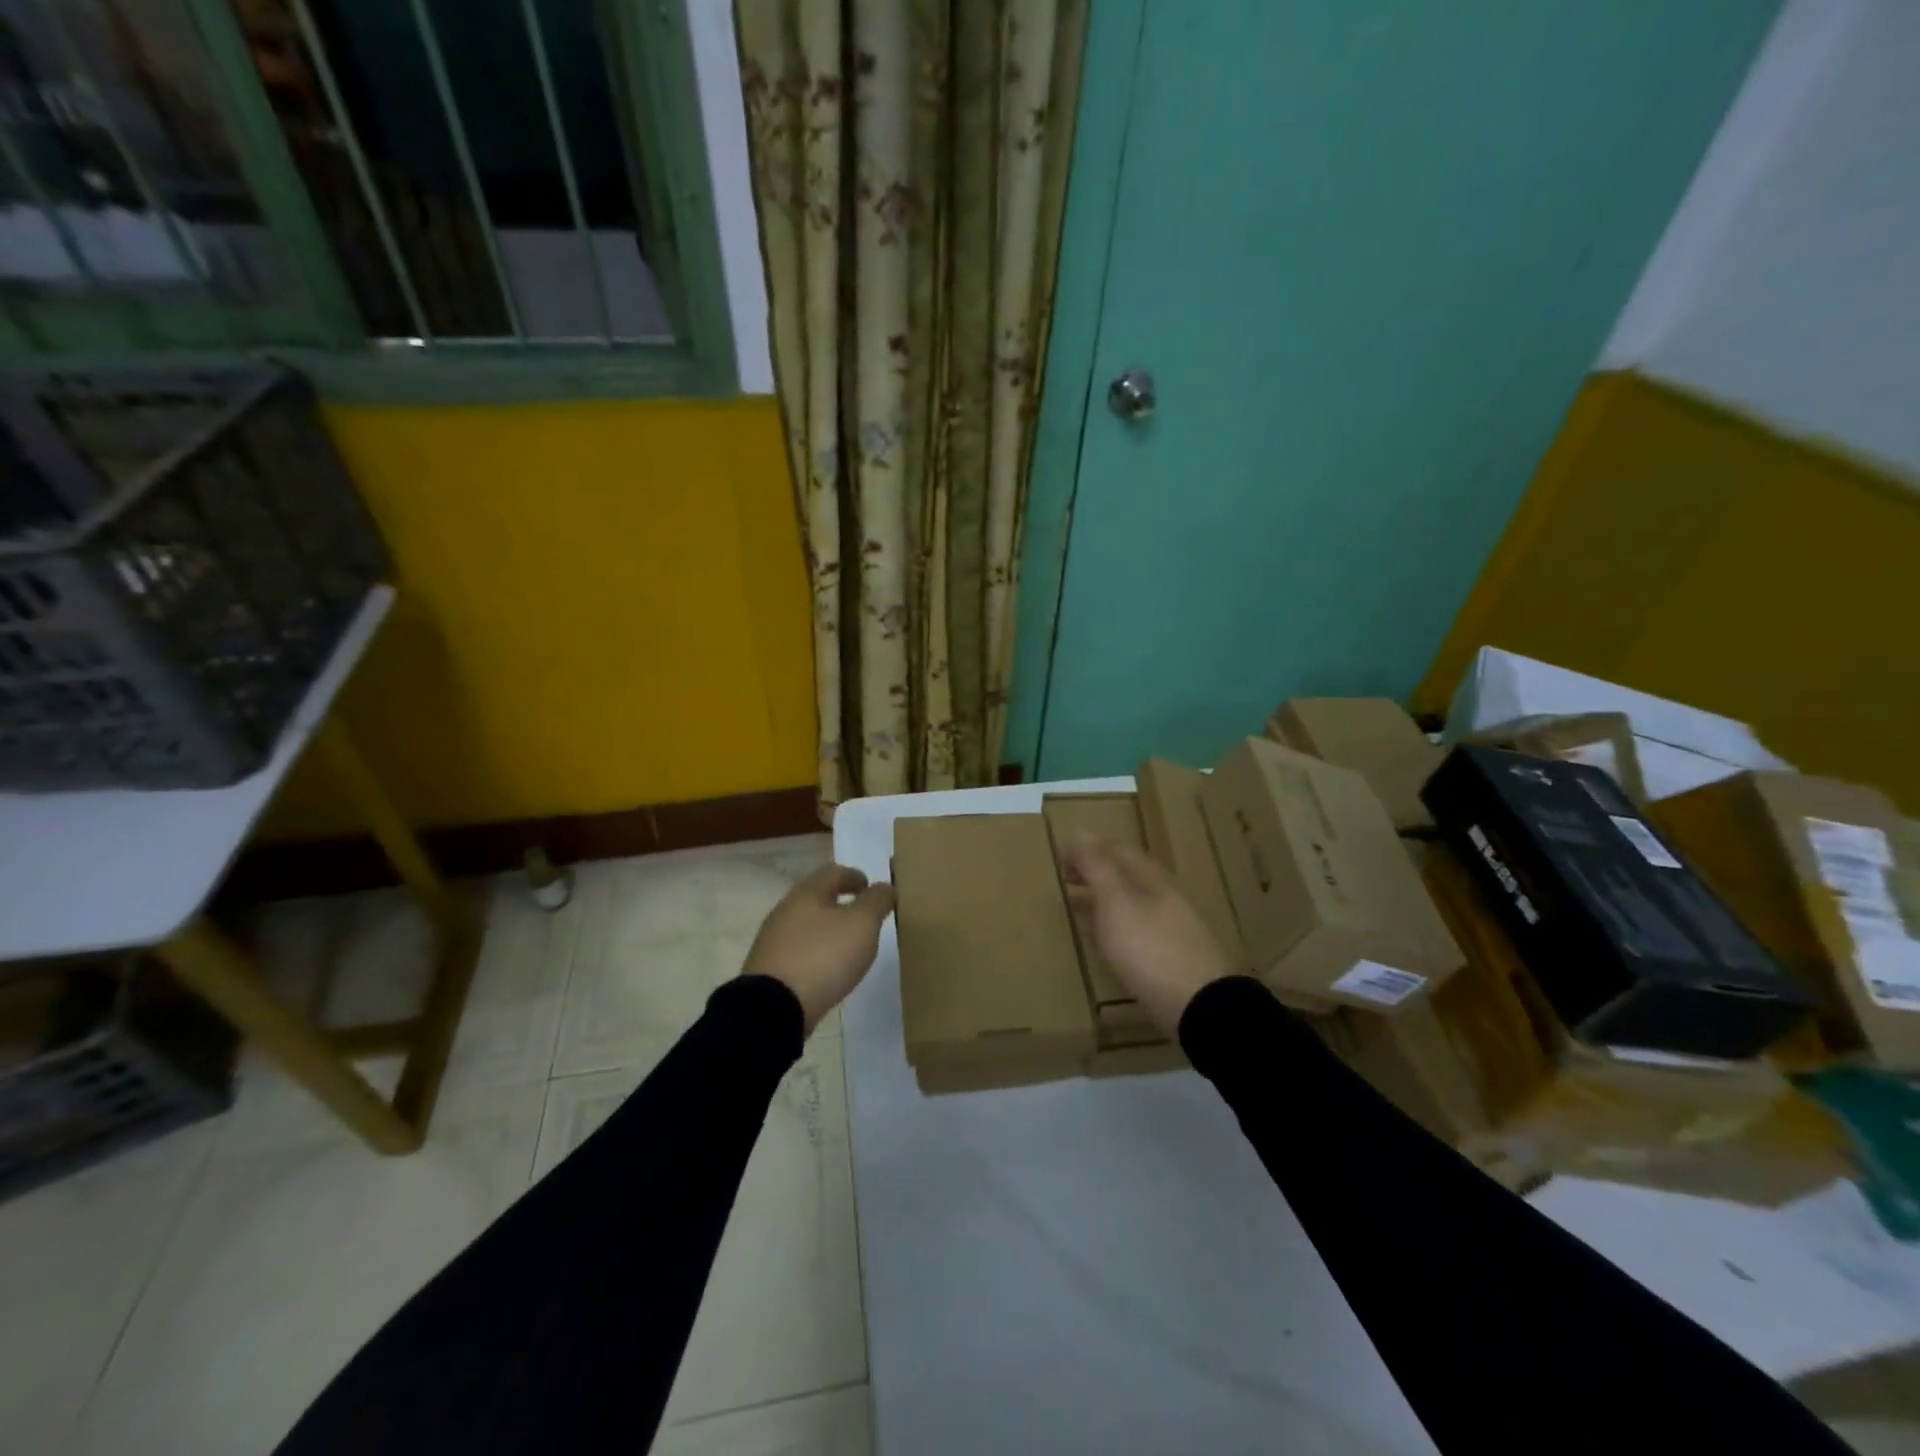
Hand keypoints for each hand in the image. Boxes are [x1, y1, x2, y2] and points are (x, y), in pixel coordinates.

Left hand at [743, 864, 895, 1032]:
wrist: (773, 1009)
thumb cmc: (823, 956)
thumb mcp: (862, 924)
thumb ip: (876, 901)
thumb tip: (884, 887)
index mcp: (807, 893)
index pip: (832, 872)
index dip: (854, 876)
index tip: (870, 886)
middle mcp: (785, 911)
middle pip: (816, 898)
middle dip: (839, 903)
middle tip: (862, 917)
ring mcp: (772, 941)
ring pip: (805, 925)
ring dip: (827, 929)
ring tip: (847, 946)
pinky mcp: (768, 970)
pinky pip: (797, 951)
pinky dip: (815, 952)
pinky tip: (826, 969)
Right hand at [1062, 835, 1233, 1038]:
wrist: (1199, 1005)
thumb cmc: (1149, 948)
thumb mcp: (1115, 901)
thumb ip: (1097, 867)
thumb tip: (1081, 833)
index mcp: (1150, 876)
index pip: (1116, 848)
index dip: (1087, 848)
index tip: (1060, 860)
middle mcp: (1163, 893)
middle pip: (1127, 871)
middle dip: (1096, 869)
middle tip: (1066, 878)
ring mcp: (1171, 924)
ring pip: (1132, 899)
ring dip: (1104, 895)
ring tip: (1079, 904)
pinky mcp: (1172, 953)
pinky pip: (1138, 925)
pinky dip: (1116, 921)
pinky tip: (1107, 939)